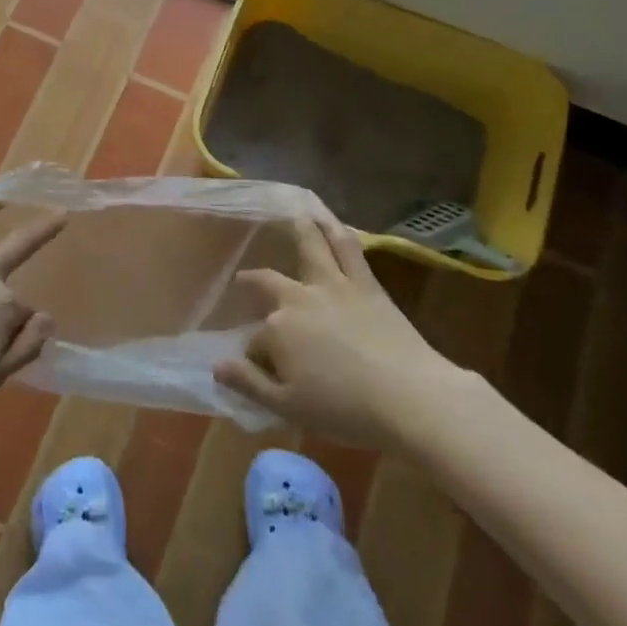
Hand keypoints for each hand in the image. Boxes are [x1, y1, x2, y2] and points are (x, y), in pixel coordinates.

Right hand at [215, 211, 469, 452]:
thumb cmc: (345, 410)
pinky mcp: (365, 283)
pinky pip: (348, 248)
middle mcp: (298, 298)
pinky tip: (331, 221)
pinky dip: (337, 230)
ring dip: (298, 230)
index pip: (256, 341)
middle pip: (267, 283)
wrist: (409, 397)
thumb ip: (249, 384)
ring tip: (292, 215)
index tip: (261, 370)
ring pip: (309, 247)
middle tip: (245, 281)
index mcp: (277, 330)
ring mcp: (332, 284)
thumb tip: (216, 366)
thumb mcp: (288, 407)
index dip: (255, 356)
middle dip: (253, 283)